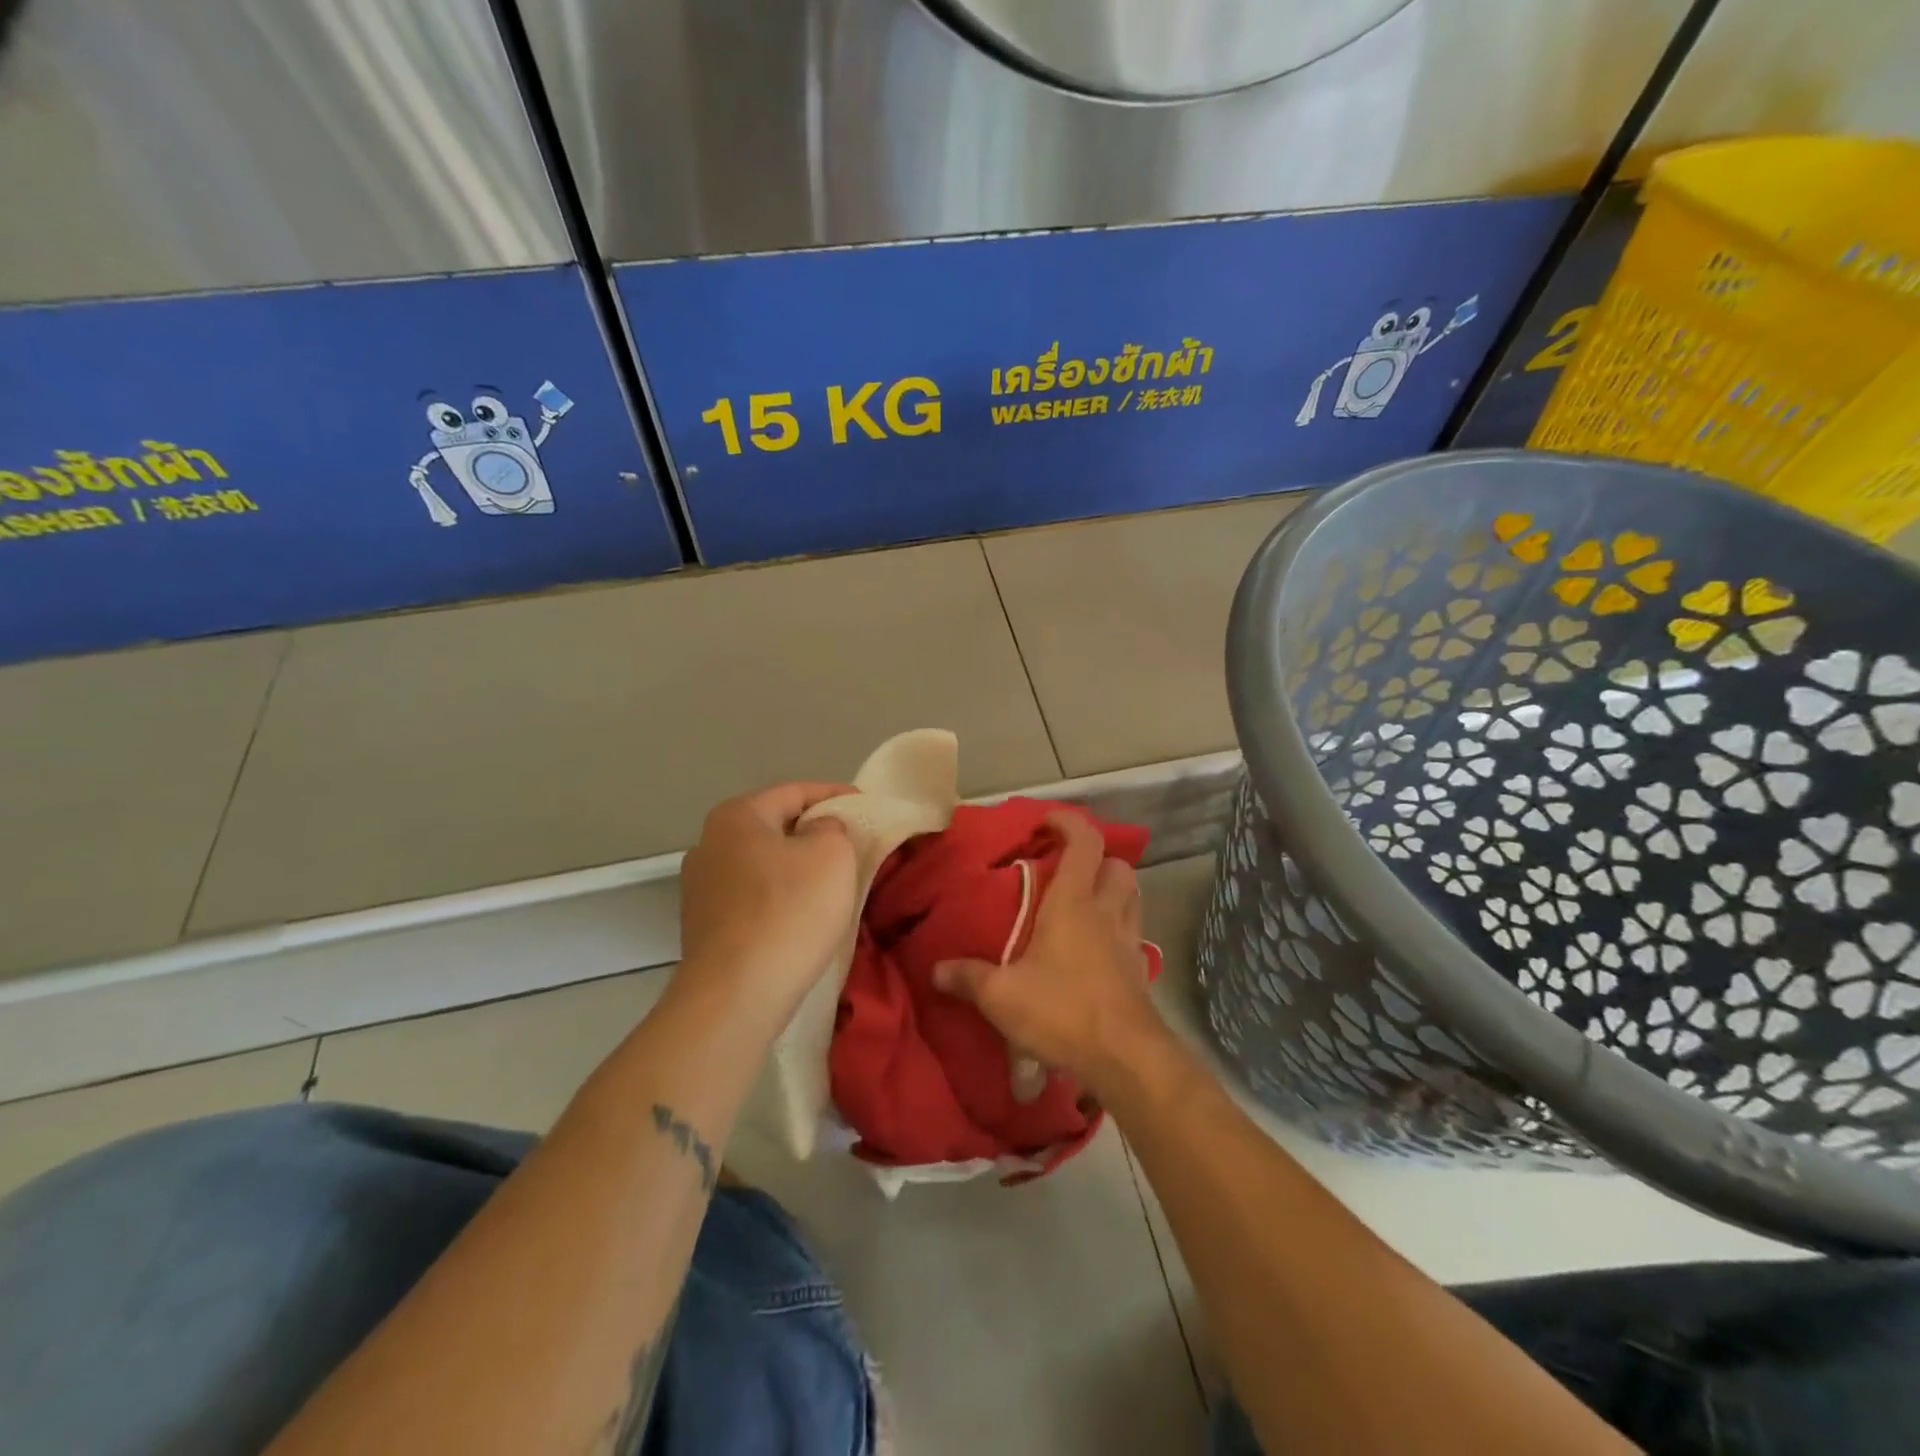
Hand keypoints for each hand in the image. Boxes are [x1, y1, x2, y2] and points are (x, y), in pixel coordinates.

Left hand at [678, 783, 857, 1016]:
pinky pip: (753, 897)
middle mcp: (708, 844)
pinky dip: (780, 897)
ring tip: (833, 881)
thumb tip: (819, 831)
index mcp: (736, 816)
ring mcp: (700, 888)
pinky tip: (803, 914)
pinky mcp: (704, 927)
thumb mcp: (832, 855)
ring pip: (763, 864)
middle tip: (853, 843)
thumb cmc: (789, 912)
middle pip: (774, 826)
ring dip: (796, 867)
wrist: (736, 996)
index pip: (794, 792)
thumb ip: (832, 827)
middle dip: (814, 831)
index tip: (866, 806)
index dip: (835, 794)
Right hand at [933, 810, 1167, 1094]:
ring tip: (1083, 904)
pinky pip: (1132, 933)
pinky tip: (1095, 950)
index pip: (1084, 843)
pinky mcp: (1139, 971)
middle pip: (1117, 866)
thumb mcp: (1002, 996)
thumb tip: (936, 970)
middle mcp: (1106, 912)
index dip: (1069, 823)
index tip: (1047, 822)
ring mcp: (1129, 941)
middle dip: (1097, 859)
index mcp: (1074, 903)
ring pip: (1132, 896)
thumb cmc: (1062, 1011)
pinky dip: (1117, 929)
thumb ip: (968, 978)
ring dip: (1112, 890)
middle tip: (1068, 870)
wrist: (1125, 1058)